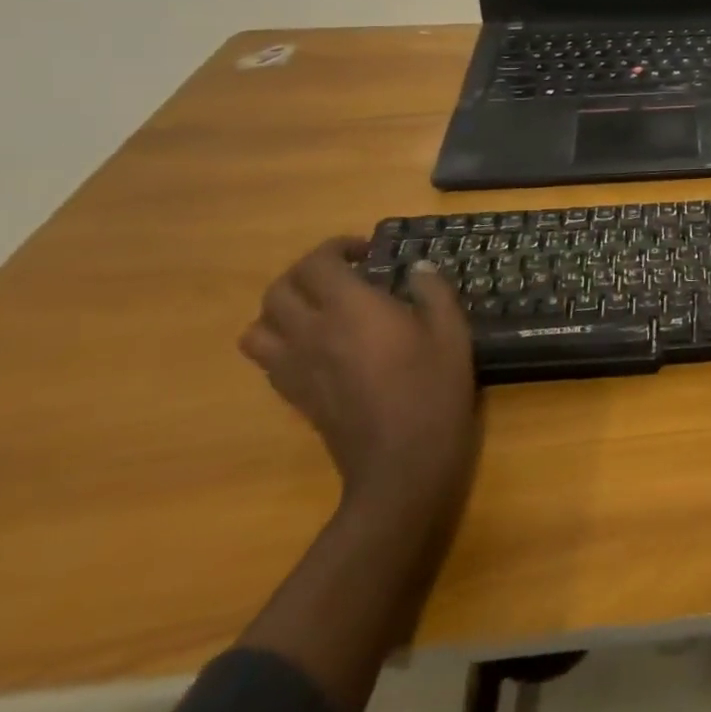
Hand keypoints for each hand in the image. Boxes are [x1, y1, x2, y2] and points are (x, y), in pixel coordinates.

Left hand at [241, 239, 479, 520]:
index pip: (318, 262)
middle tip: (342, 275)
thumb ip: (433, 291)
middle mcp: (311, 332)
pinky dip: (282, 340)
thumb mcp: (451, 331)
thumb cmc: (433, 389)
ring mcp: (295, 367)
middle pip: (280, 288)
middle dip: (307, 272)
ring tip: (319, 309)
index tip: (367, 253)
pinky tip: (318, 345)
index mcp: (350, 309)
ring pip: (259, 325)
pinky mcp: (293, 395)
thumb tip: (418, 268)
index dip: (338, 248)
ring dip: (284, 308)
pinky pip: (267, 357)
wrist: (402, 463)